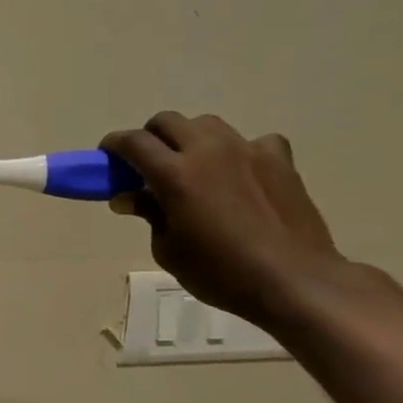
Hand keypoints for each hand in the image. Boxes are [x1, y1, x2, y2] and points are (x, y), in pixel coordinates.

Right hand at [100, 112, 345, 330]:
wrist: (295, 280)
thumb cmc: (221, 272)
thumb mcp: (168, 249)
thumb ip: (148, 214)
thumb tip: (128, 198)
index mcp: (175, 174)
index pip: (133, 142)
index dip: (114, 145)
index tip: (106, 157)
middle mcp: (208, 151)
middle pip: (168, 121)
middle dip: (150, 137)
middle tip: (147, 164)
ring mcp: (248, 151)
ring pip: (207, 125)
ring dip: (190, 139)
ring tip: (193, 167)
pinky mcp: (280, 160)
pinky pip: (252, 141)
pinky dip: (238, 152)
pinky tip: (240, 175)